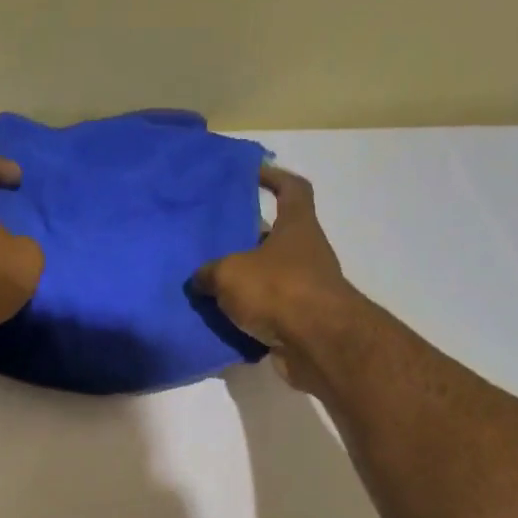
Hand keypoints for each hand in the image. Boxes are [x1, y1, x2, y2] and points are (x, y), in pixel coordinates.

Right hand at [193, 165, 358, 389]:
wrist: (317, 343)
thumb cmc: (278, 290)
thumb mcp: (230, 274)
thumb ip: (209, 273)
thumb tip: (200, 279)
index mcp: (297, 227)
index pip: (293, 189)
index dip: (274, 177)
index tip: (253, 174)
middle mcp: (306, 254)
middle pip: (275, 238)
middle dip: (246, 240)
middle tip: (212, 242)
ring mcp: (305, 290)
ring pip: (269, 279)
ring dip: (244, 284)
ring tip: (208, 287)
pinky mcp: (299, 323)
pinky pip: (267, 314)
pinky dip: (248, 317)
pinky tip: (220, 322)